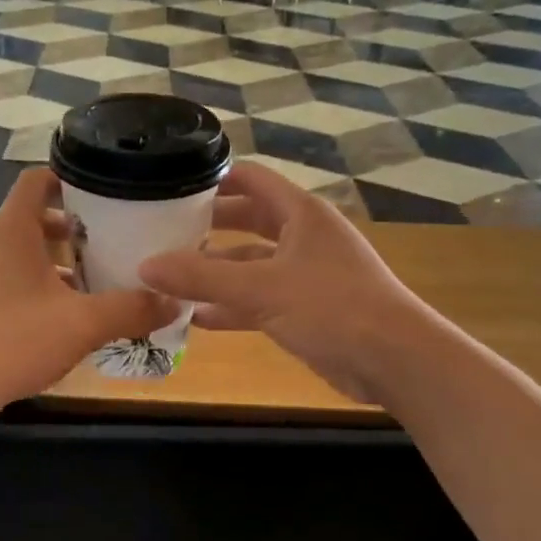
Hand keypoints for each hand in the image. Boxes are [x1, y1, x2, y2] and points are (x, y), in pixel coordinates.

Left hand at [0, 169, 178, 408]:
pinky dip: (41, 285)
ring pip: (25, 252)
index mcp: (13, 230)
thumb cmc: (15, 339)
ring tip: (98, 278)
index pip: (37, 179)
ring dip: (59, 260)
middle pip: (35, 217)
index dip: (69, 177)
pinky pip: (13, 279)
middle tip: (113, 238)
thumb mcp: (83, 323)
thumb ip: (131, 309)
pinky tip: (67, 314)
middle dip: (75, 226)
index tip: (105, 190)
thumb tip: (176, 302)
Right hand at [138, 161, 433, 403]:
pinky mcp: (306, 309)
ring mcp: (305, 274)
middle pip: (247, 220)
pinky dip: (231, 306)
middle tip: (161, 233)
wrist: (395, 360)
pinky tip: (196, 317)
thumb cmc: (332, 307)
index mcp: (300, 213)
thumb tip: (145, 265)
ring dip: (215, 272)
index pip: (250, 179)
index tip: (171, 188)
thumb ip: (202, 277)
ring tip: (169, 278)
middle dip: (207, 228)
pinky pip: (259, 299)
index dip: (212, 180)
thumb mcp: (261, 289)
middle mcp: (302, 236)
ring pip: (251, 264)